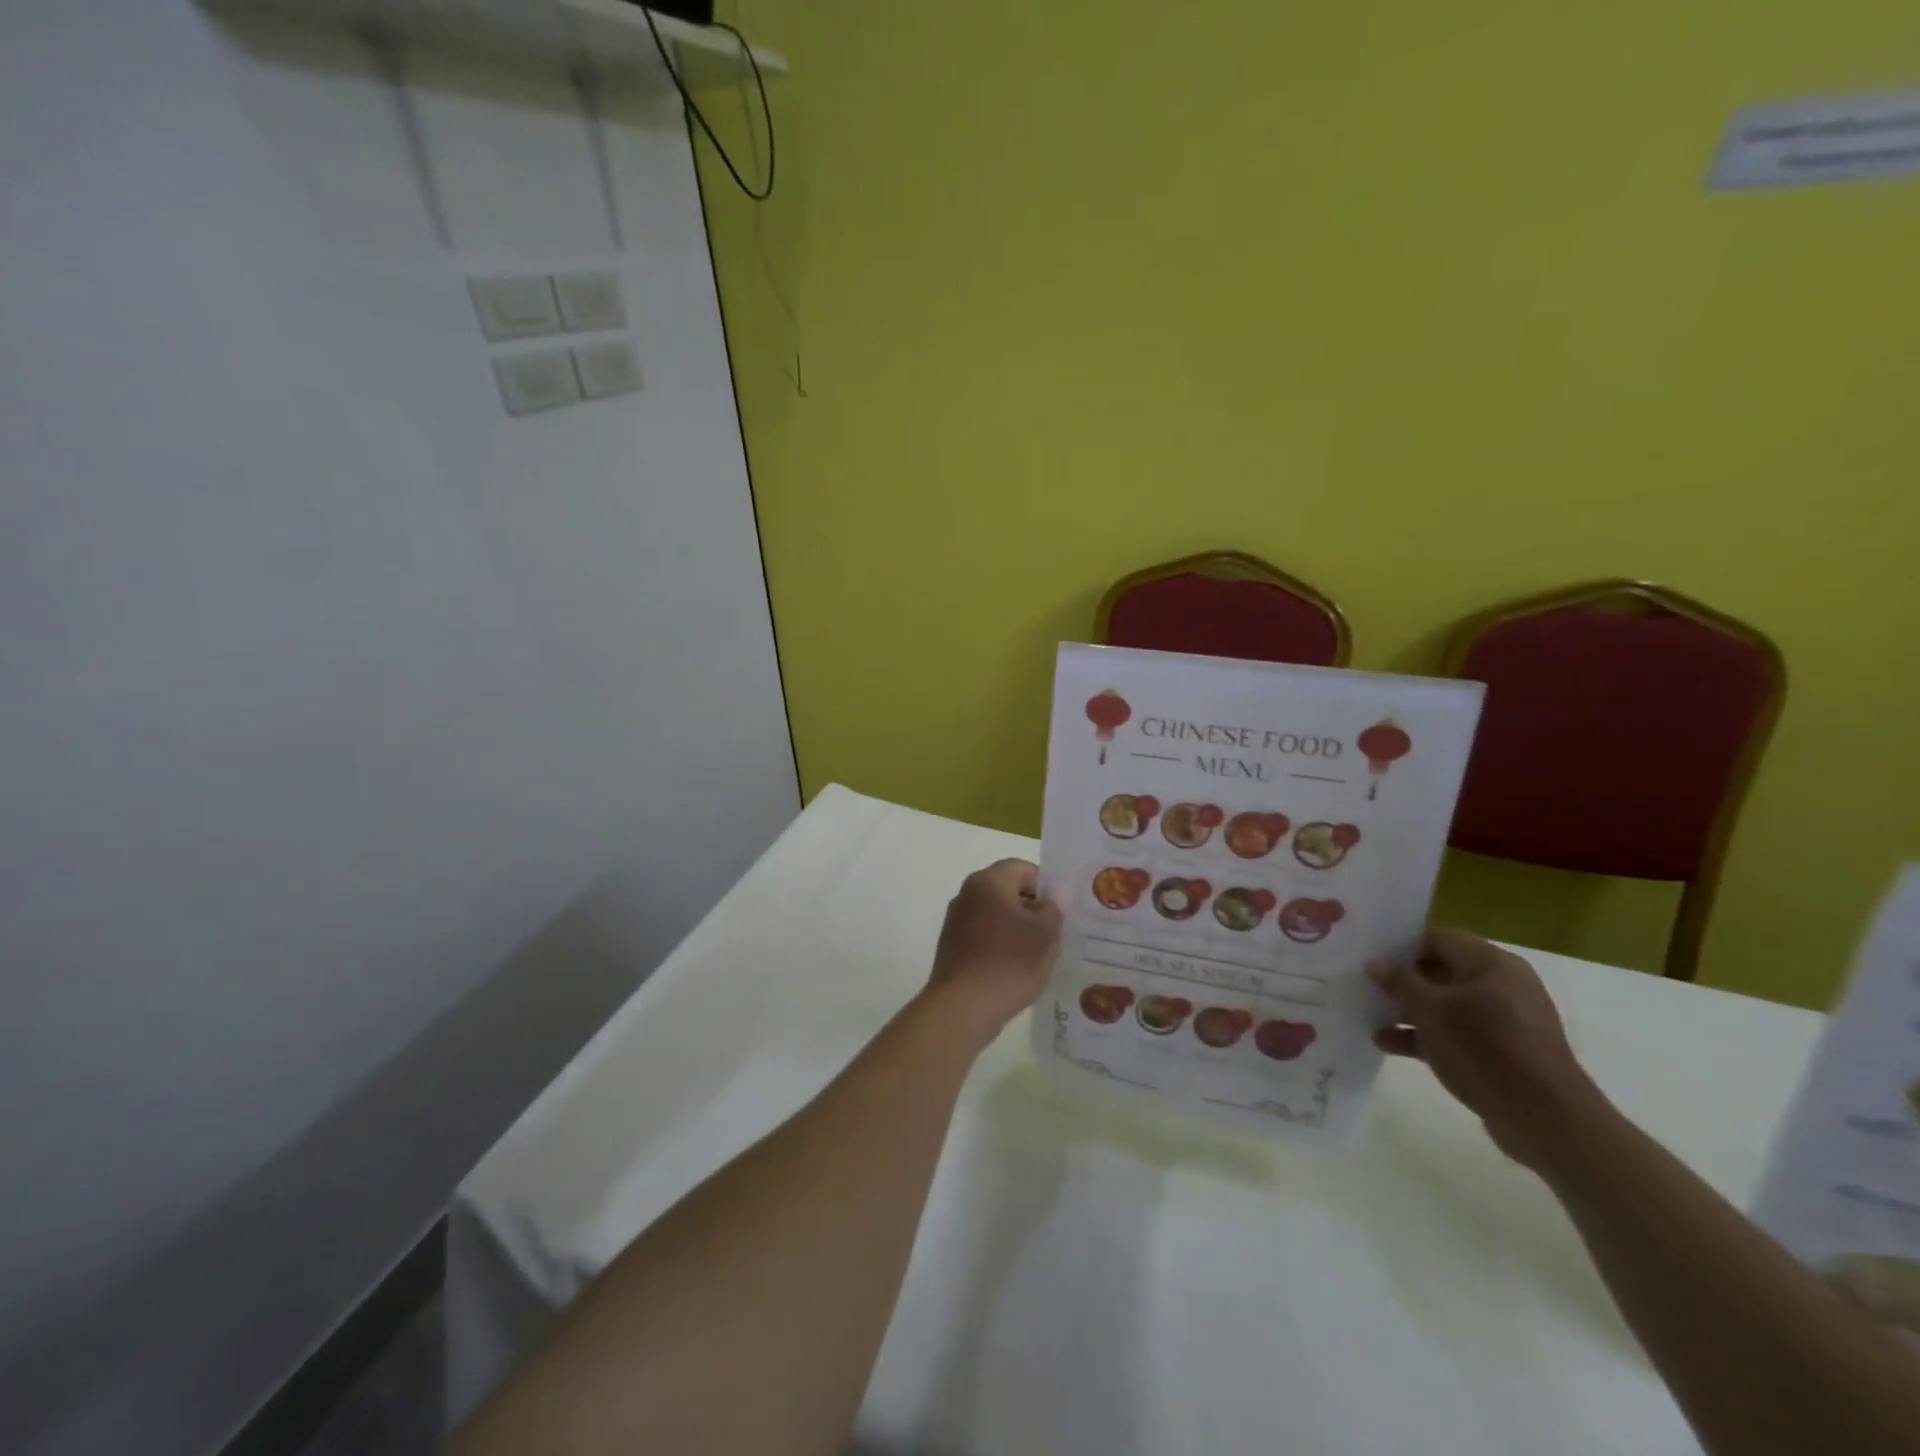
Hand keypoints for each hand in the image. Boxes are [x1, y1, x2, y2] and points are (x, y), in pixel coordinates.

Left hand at [925, 859, 1062, 1048]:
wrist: (963, 1007)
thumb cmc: (1009, 962)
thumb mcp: (1045, 933)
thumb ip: (1053, 909)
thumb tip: (1048, 901)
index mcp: (989, 881)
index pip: (1024, 869)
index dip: (1047, 887)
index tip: (1061, 912)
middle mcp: (967, 893)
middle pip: (1009, 891)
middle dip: (1033, 910)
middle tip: (1054, 935)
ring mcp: (956, 921)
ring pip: (997, 916)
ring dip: (1018, 930)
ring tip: (1037, 957)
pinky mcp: (952, 947)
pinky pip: (984, 937)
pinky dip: (1001, 947)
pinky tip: (1014, 971)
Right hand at [1370, 929, 1602, 1169]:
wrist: (1548, 1122)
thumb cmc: (1487, 1051)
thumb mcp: (1432, 1012)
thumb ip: (1400, 983)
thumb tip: (1374, 963)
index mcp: (1492, 964)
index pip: (1438, 939)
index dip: (1401, 947)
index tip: (1371, 961)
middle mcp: (1501, 985)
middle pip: (1440, 972)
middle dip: (1402, 982)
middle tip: (1365, 988)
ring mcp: (1504, 1021)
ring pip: (1445, 1005)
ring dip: (1409, 1011)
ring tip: (1370, 1018)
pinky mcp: (1503, 1052)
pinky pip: (1456, 1033)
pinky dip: (1426, 1036)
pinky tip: (1390, 1045)